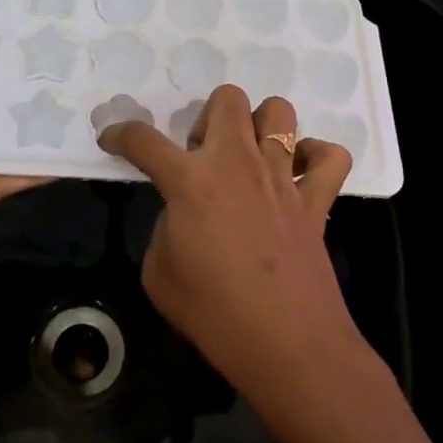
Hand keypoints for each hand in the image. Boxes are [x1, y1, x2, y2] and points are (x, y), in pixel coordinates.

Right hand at [98, 85, 359, 405]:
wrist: (286, 344)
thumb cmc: (213, 314)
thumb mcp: (159, 273)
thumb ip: (166, 227)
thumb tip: (183, 213)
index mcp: (191, 181)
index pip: (144, 140)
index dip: (120, 135)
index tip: (112, 139)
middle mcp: (238, 163)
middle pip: (226, 99)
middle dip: (206, 118)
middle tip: (201, 159)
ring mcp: (282, 177)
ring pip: (279, 111)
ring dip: (259, 126)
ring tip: (248, 159)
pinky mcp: (317, 199)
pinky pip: (330, 156)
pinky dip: (315, 158)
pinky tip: (297, 177)